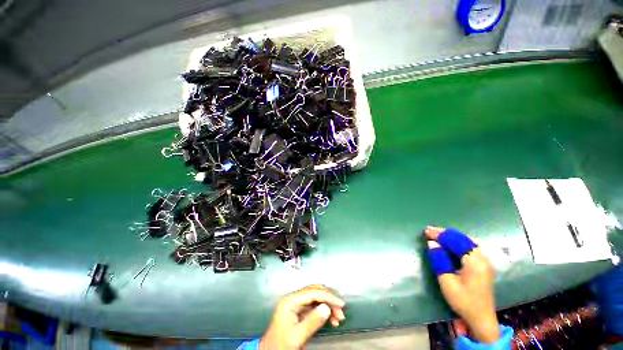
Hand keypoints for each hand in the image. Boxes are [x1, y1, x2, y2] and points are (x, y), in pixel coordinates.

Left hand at [260, 284, 345, 349]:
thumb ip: (312, 322)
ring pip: (316, 297)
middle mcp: (293, 297)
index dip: (328, 296)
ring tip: (338, 318)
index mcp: (290, 300)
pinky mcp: (298, 309)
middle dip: (329, 299)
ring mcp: (295, 302)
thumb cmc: (281, 345)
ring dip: (328, 304)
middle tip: (341, 311)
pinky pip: (314, 305)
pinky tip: (331, 319)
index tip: (341, 304)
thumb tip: (327, 308)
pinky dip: (323, 310)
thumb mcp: (297, 337)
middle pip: (314, 291)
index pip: (312, 292)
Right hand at [424, 226, 499, 343]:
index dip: (440, 235)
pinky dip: (457, 241)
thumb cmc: (463, 301)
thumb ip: (439, 259)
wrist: (481, 318)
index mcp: (474, 262)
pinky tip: (450, 242)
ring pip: (466, 240)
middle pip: (462, 238)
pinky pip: (470, 245)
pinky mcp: (483, 263)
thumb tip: (432, 243)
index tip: (426, 231)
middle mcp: (482, 257)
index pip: (455, 241)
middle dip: (444, 233)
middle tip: (429, 230)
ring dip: (451, 236)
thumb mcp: (447, 281)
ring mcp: (485, 260)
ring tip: (437, 234)